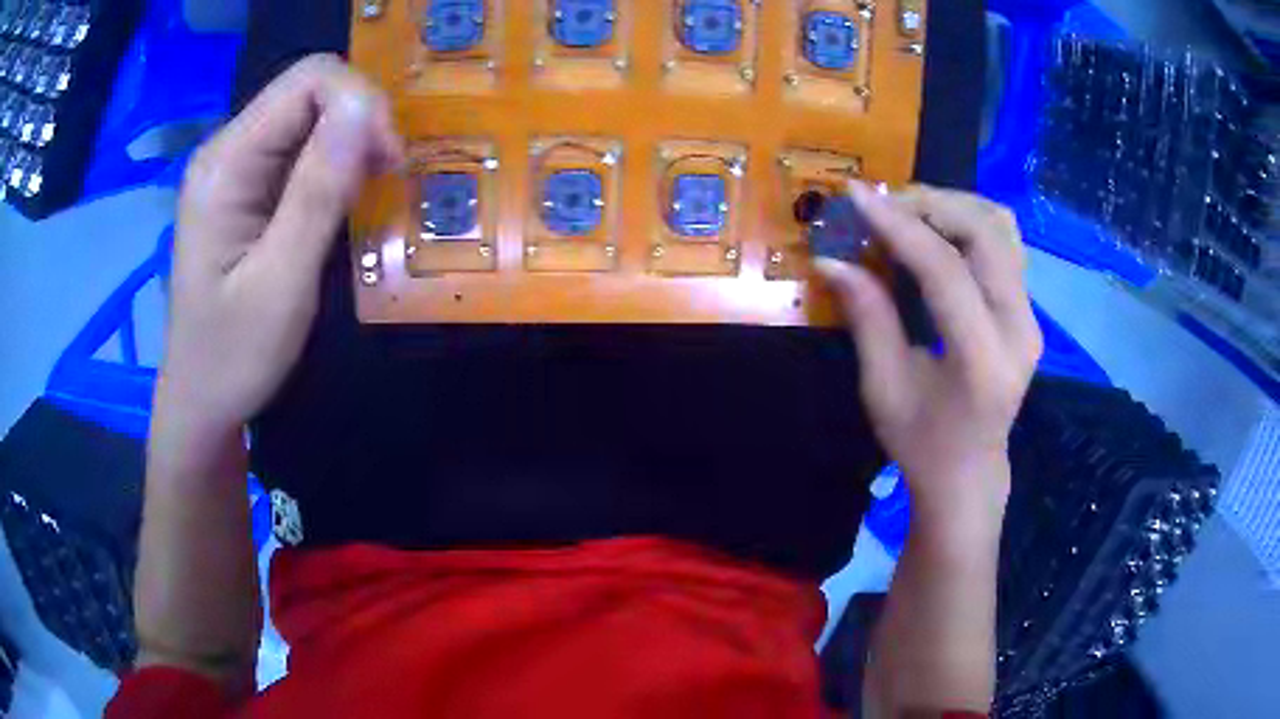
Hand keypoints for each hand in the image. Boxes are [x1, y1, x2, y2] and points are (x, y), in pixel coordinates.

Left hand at [156, 55, 402, 431]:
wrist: (201, 401)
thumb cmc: (234, 356)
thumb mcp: (281, 283)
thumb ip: (318, 192)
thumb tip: (366, 109)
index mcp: (225, 165)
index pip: (307, 81)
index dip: (360, 104)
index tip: (387, 163)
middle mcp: (226, 151)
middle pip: (309, 89)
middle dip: (359, 120)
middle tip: (383, 178)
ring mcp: (234, 167)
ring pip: (310, 115)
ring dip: (350, 143)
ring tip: (367, 193)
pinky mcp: (246, 187)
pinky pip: (301, 147)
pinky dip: (335, 162)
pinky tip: (342, 200)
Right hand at [815, 183, 1041, 535]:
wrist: (970, 474)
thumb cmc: (922, 444)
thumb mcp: (883, 388)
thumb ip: (867, 317)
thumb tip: (830, 258)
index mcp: (982, 360)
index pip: (945, 270)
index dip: (898, 226)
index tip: (854, 195)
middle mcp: (1019, 330)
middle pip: (985, 233)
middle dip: (930, 204)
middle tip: (882, 204)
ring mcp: (1031, 317)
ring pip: (1001, 228)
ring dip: (953, 206)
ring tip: (908, 211)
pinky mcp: (1029, 310)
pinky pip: (1006, 243)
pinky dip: (970, 221)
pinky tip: (939, 229)